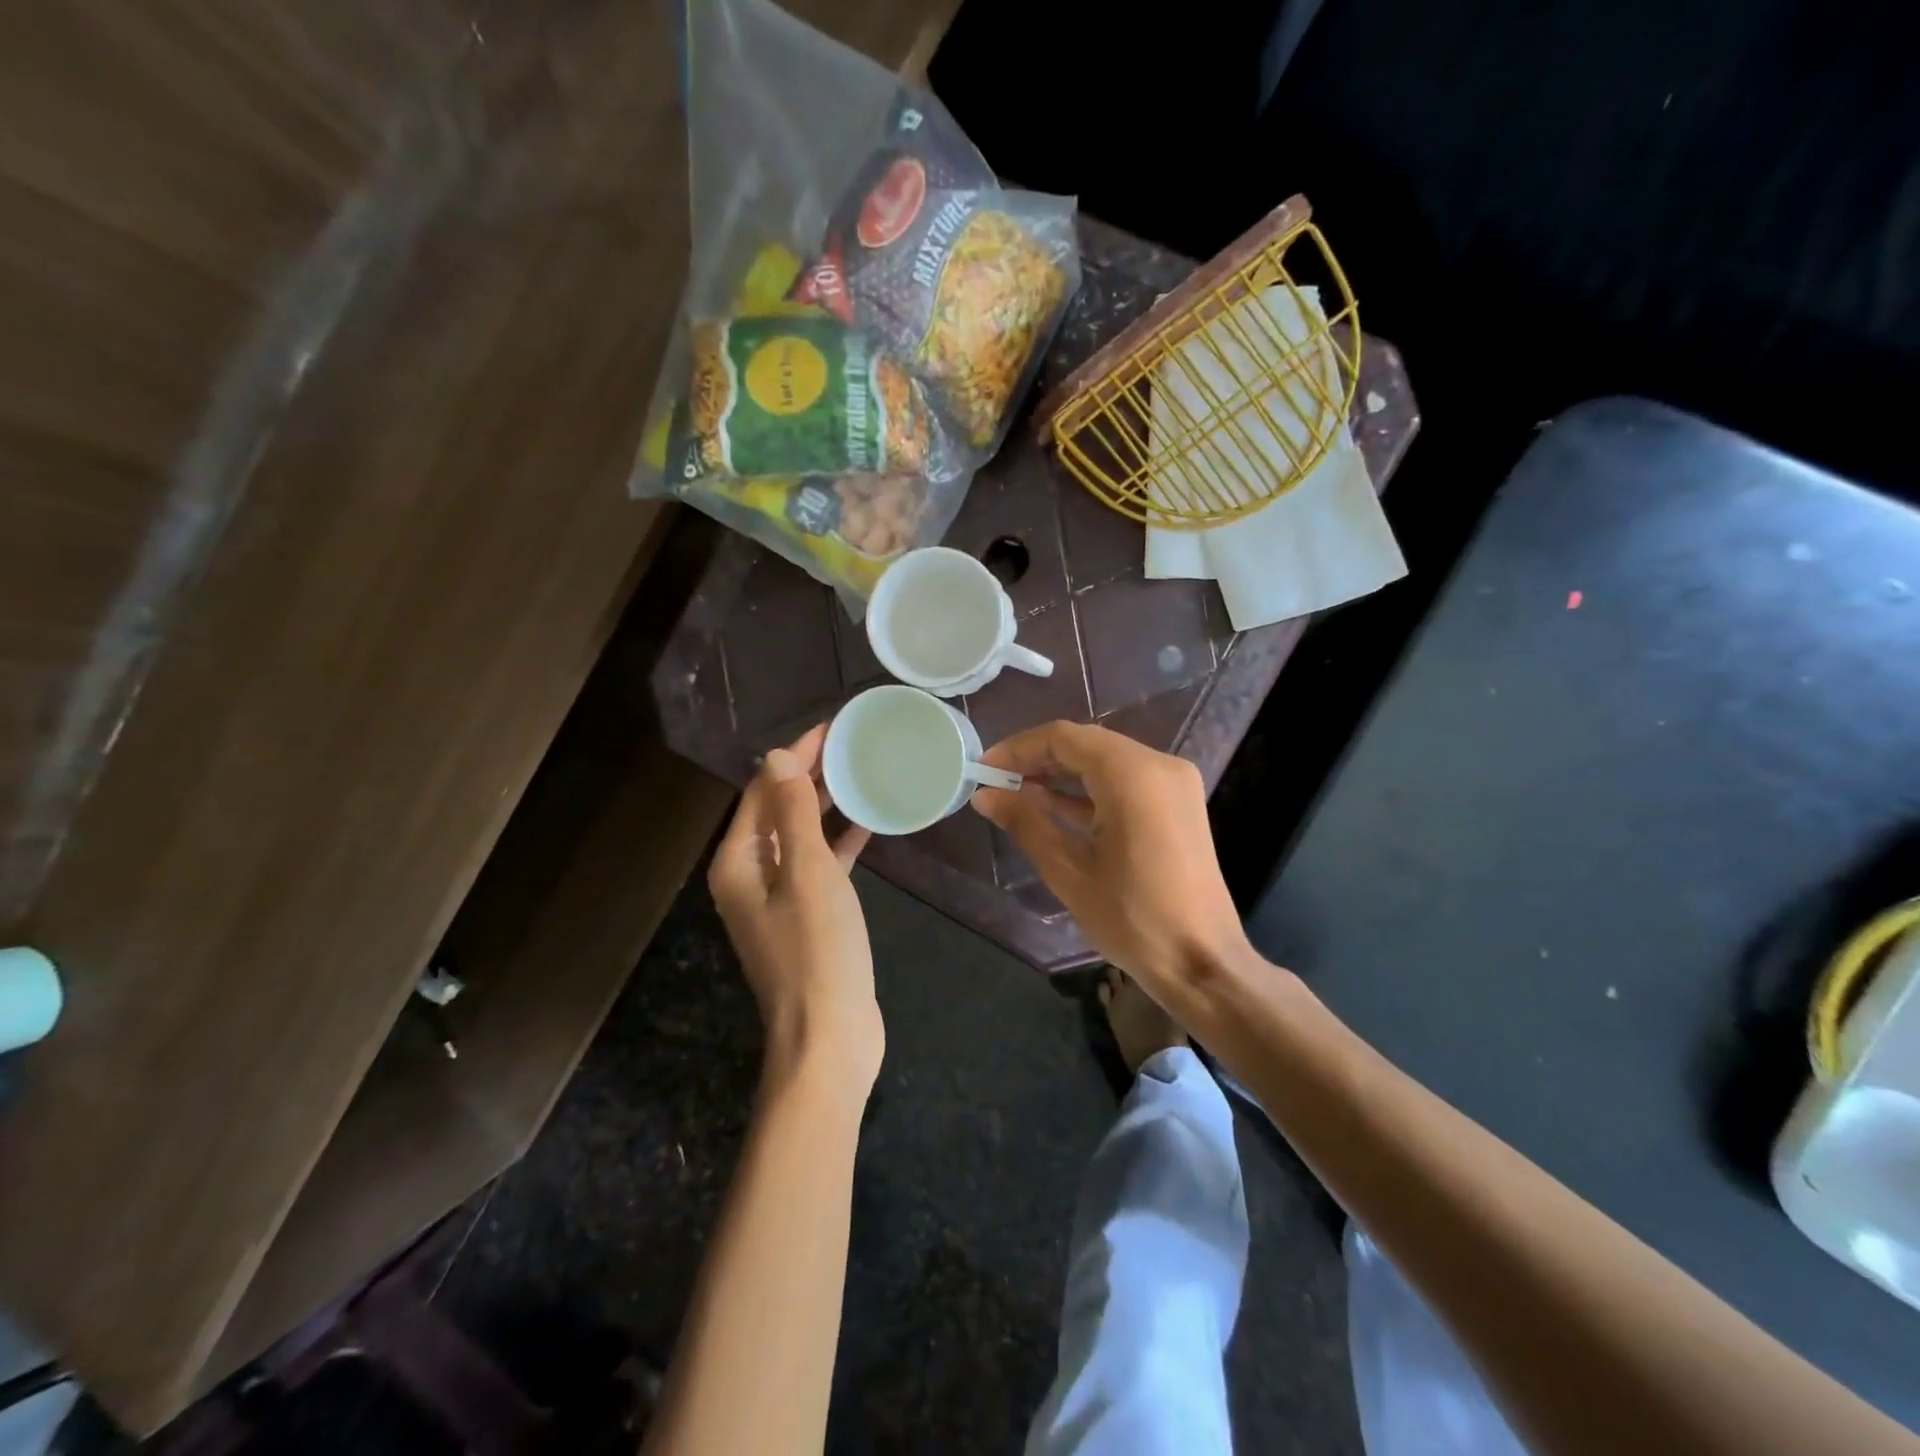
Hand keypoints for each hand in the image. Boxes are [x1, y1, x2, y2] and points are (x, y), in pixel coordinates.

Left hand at [708, 725, 881, 1090]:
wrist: (830, 1038)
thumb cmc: (818, 951)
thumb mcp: (808, 873)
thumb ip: (792, 814)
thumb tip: (775, 757)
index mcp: (738, 863)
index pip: (761, 792)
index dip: (793, 757)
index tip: (831, 729)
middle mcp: (749, 877)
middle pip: (777, 811)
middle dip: (808, 776)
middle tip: (850, 745)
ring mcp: (777, 900)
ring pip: (799, 838)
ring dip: (824, 806)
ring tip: (860, 774)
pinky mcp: (807, 919)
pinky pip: (819, 867)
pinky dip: (838, 844)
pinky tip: (868, 825)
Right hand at [970, 721, 1249, 994]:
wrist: (1202, 962)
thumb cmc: (1132, 919)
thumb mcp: (1069, 871)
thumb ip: (1026, 823)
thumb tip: (985, 795)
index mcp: (1132, 775)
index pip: (1064, 738)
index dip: (1019, 748)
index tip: (984, 768)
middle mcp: (1158, 765)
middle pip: (1086, 744)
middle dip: (1039, 759)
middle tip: (996, 782)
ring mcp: (1173, 784)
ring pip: (1106, 760)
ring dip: (1063, 774)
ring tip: (1016, 793)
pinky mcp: (1177, 804)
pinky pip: (1125, 781)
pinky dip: (1090, 790)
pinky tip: (1053, 806)